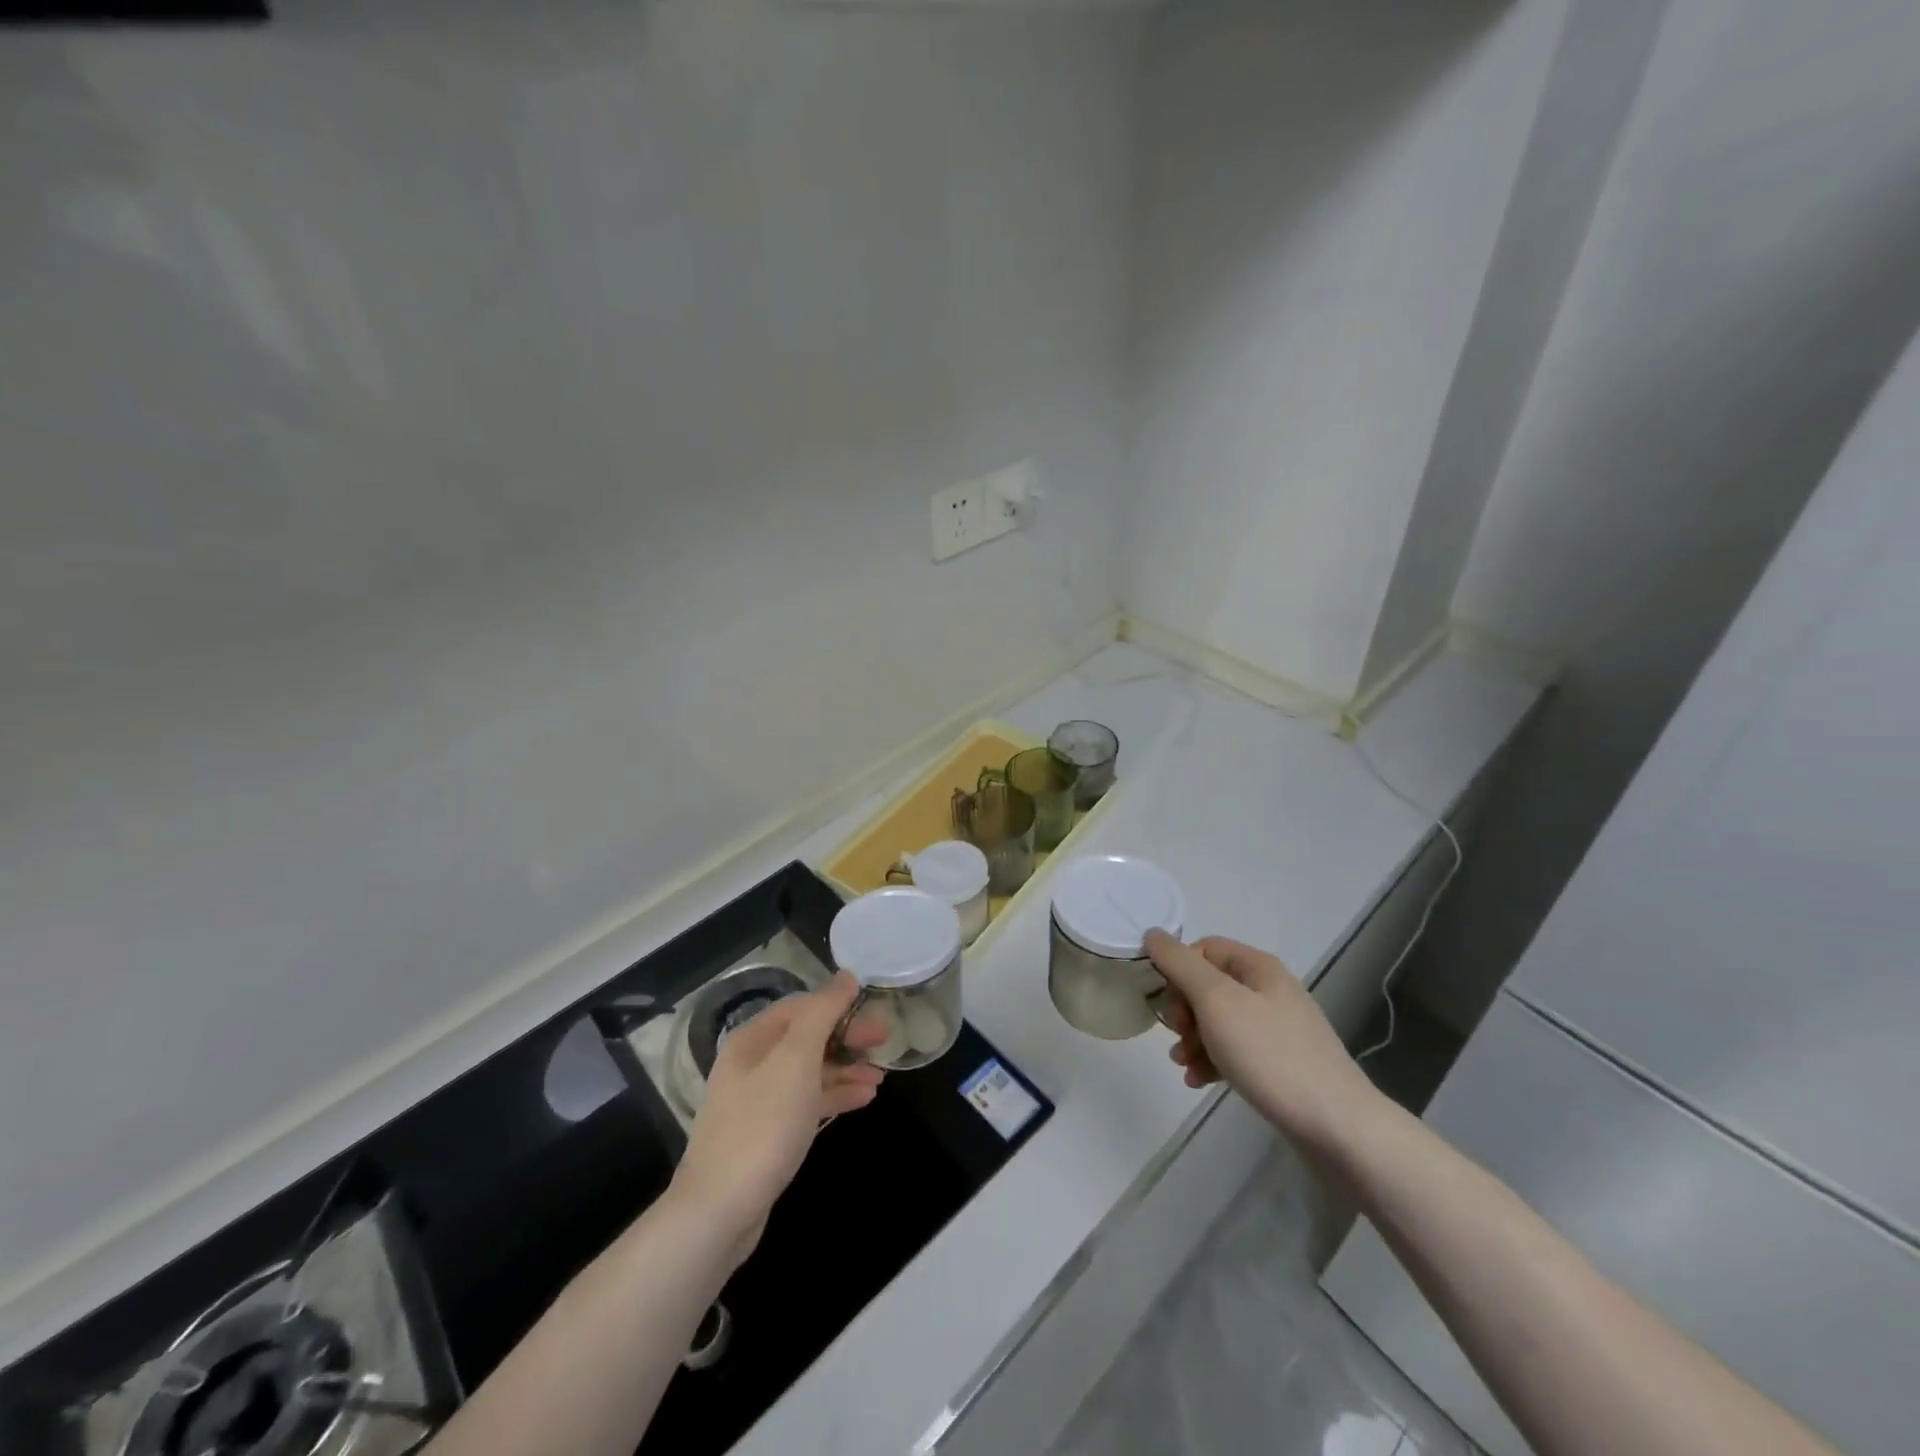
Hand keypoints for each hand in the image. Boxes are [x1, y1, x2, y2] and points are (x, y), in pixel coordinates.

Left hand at [670, 971, 884, 1257]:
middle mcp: (753, 1063)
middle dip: (847, 1037)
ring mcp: (759, 1100)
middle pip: (807, 1037)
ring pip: (810, 1071)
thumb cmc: (763, 1124)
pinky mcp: (768, 1132)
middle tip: (885, 1041)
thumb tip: (846, 976)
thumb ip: (823, 1013)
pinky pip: (808, 1101)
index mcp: (753, 1039)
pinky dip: (835, 1095)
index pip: (802, 1006)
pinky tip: (864, 1099)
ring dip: (846, 1068)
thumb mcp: (796, 1059)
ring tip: (881, 1076)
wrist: (720, 1210)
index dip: (838, 1005)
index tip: (875, 1011)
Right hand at [1145, 931, 1382, 1156]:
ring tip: (1185, 1067)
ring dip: (1194, 1040)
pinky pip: (1236, 1050)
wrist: (1337, 1126)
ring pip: (1219, 1021)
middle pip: (1209, 985)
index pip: (1203, 949)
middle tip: (1179, 1038)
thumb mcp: (1216, 1002)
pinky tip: (1201, 1082)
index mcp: (1258, 967)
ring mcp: (1278, 1028)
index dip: (1178, 971)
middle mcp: (1269, 990)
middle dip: (1184, 1011)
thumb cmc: (1270, 1055)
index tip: (1169, 1005)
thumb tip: (1153, 933)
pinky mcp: (1281, 1062)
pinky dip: (1214, 1060)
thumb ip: (1180, 964)